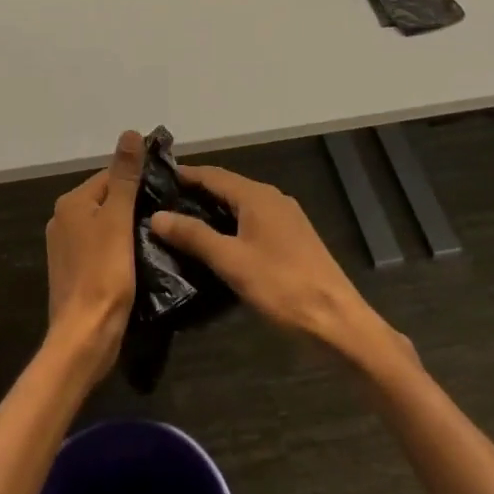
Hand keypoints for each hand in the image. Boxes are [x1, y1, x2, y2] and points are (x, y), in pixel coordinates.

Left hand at [44, 130, 141, 379]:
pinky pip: (99, 246)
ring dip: (126, 227)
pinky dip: (117, 247)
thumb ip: (125, 177)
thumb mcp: (119, 219)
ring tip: (155, 236)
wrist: (85, 336)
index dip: (138, 182)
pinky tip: (137, 258)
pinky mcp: (72, 270)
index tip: (166, 194)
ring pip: (104, 224)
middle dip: (133, 204)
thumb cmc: (104, 274)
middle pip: (106, 199)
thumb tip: (130, 133)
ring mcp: (65, 247)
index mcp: (71, 203)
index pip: (110, 176)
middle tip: (165, 216)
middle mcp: (62, 219)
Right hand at [151, 165, 397, 363]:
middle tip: (162, 203)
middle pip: (227, 186)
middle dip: (196, 192)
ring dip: (213, 210)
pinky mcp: (292, 238)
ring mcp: (286, 217)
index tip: (156, 179)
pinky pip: (253, 220)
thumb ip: (193, 236)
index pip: (212, 174)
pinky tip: (217, 242)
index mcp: (257, 196)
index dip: (184, 174)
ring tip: (181, 223)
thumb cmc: (281, 286)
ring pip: (241, 205)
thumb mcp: (230, 261)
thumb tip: (156, 215)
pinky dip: (230, 224)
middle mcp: (272, 198)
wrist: (337, 319)